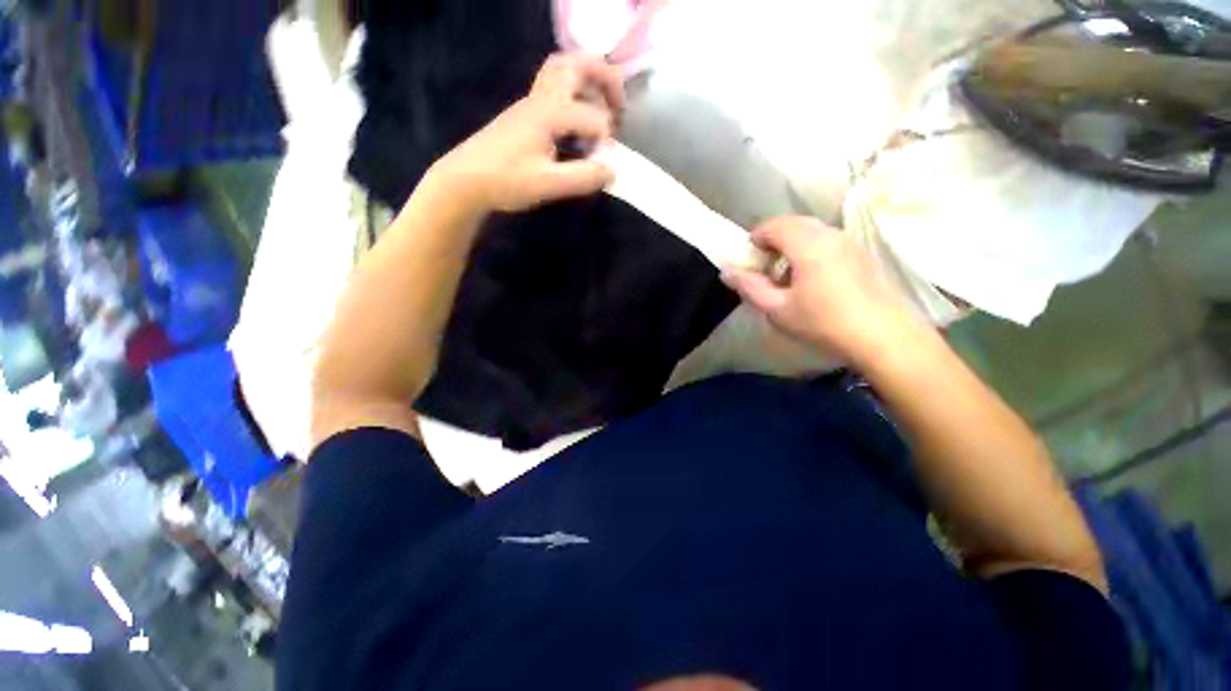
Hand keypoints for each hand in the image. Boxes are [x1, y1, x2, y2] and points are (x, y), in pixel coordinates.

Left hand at [431, 53, 624, 213]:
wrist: (465, 180)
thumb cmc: (506, 181)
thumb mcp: (548, 185)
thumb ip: (583, 177)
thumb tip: (611, 171)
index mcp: (549, 113)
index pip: (593, 117)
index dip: (606, 142)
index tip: (602, 168)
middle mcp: (541, 99)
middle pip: (576, 64)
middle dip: (605, 78)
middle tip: (619, 105)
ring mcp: (531, 103)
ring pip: (562, 70)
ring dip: (587, 80)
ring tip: (602, 107)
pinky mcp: (525, 114)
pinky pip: (553, 88)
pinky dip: (573, 94)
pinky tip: (577, 123)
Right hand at [722, 217, 922, 364]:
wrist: (884, 336)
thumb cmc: (823, 322)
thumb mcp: (778, 309)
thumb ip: (749, 287)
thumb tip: (726, 271)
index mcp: (807, 244)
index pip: (773, 225)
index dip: (755, 238)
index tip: (749, 260)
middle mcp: (830, 234)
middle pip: (793, 223)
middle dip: (773, 240)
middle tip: (764, 268)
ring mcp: (849, 242)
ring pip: (812, 231)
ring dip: (792, 245)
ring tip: (786, 275)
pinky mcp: (862, 253)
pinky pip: (828, 240)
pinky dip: (811, 250)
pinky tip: (812, 279)